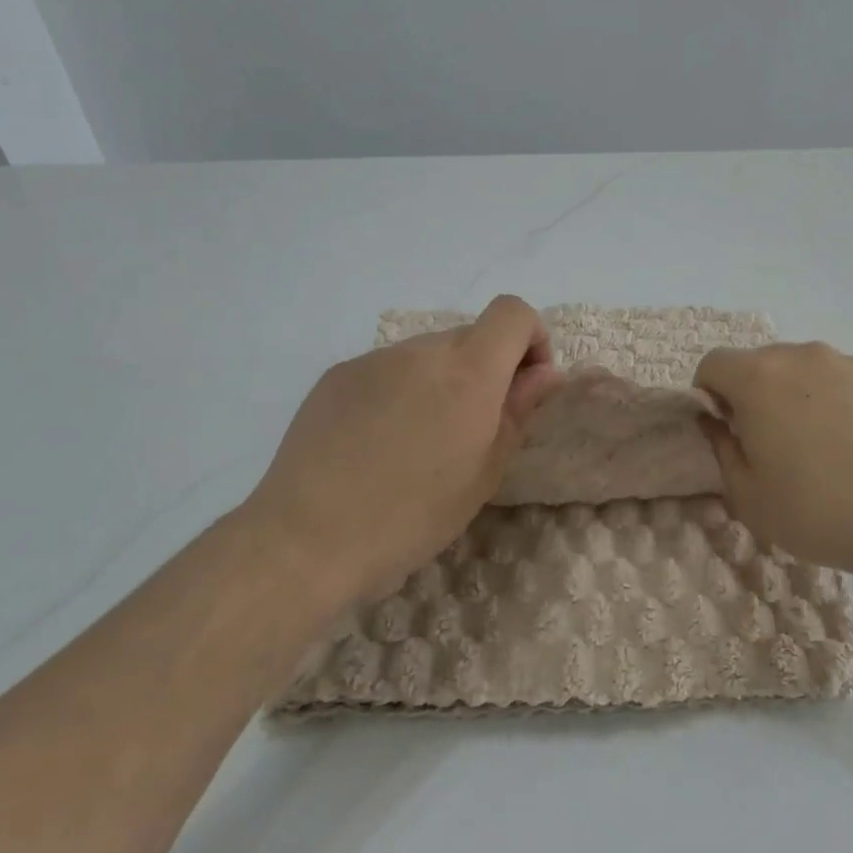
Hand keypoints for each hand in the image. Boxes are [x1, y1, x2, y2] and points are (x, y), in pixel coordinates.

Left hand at [242, 295, 561, 603]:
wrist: (307, 539)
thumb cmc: (411, 516)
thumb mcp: (484, 472)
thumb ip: (519, 410)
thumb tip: (546, 373)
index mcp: (468, 372)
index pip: (513, 312)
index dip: (531, 339)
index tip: (524, 386)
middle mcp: (421, 350)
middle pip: (471, 336)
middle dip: (487, 369)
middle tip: (472, 430)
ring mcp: (373, 359)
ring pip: (428, 354)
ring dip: (442, 381)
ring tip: (419, 442)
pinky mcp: (337, 375)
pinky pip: (388, 369)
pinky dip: (401, 391)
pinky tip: (379, 441)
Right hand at [694, 342, 852, 590]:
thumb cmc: (822, 512)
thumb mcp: (749, 498)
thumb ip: (721, 450)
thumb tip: (718, 422)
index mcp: (760, 379)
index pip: (713, 364)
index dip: (710, 396)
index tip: (730, 432)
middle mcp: (805, 356)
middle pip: (764, 363)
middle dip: (758, 396)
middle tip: (777, 447)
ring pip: (812, 372)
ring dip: (805, 399)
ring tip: (830, 452)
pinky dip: (850, 407)